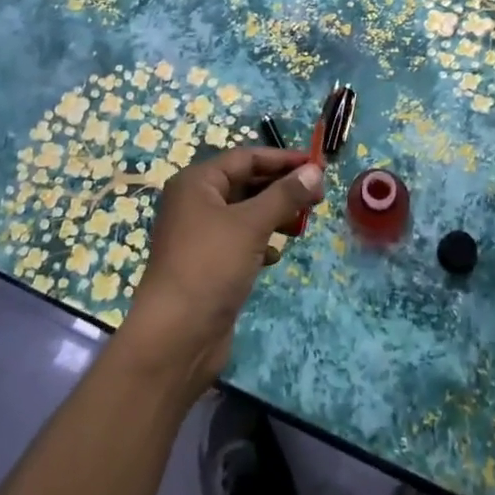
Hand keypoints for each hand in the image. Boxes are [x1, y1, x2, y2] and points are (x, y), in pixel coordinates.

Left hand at [123, 146, 323, 396]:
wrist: (176, 336)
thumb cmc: (210, 266)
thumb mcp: (252, 224)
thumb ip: (285, 195)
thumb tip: (316, 171)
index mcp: (197, 183)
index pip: (245, 157)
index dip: (282, 159)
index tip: (317, 165)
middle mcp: (195, 203)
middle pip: (245, 183)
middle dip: (281, 188)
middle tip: (318, 196)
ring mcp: (200, 236)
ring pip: (245, 214)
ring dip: (274, 215)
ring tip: (303, 223)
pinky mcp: (208, 264)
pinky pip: (240, 242)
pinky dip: (261, 243)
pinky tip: (277, 255)